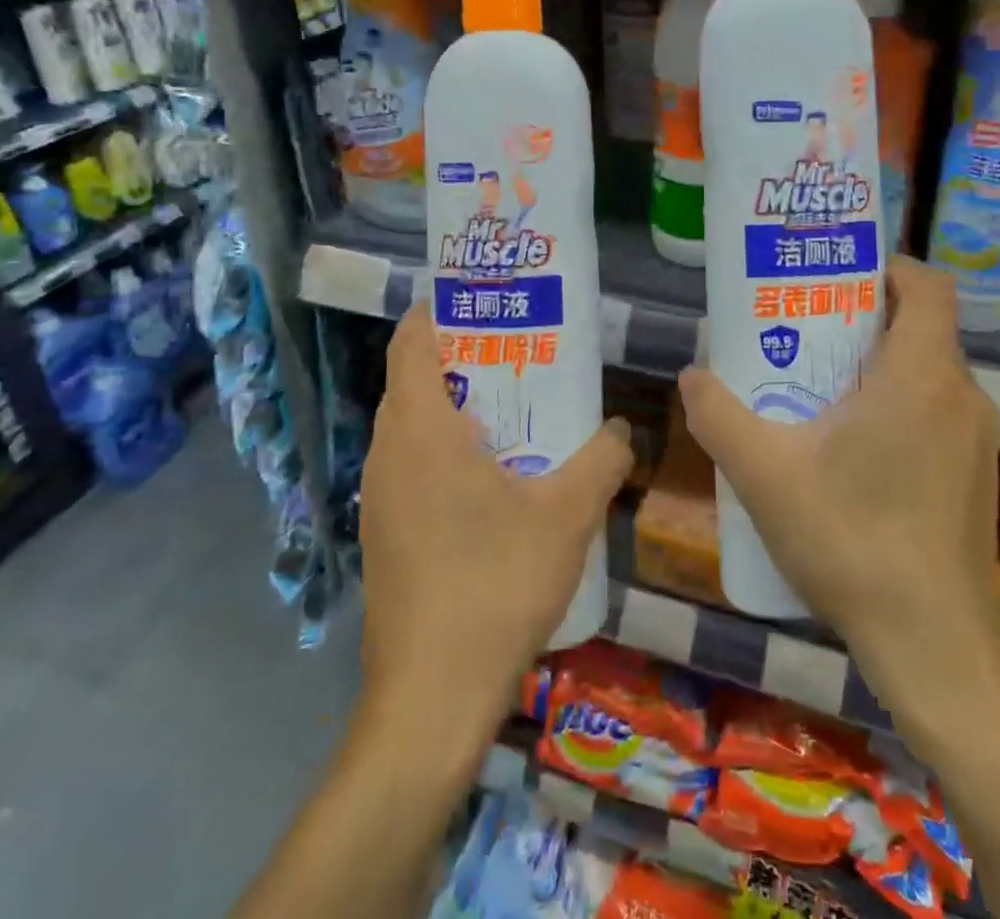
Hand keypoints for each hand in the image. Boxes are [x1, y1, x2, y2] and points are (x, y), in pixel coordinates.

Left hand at [358, 303, 631, 723]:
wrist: (430, 697)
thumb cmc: (494, 584)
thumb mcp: (567, 514)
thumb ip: (603, 458)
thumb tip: (622, 427)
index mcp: (421, 430)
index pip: (411, 342)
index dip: (441, 312)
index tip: (486, 303)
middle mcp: (388, 454)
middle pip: (413, 380)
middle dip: (462, 358)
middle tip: (520, 355)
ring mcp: (378, 498)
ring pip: (411, 427)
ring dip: (455, 409)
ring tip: (514, 411)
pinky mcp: (383, 535)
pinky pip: (410, 467)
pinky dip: (445, 451)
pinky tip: (494, 481)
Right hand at [677, 256, 999, 742]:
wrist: (936, 648)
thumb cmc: (853, 543)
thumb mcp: (765, 475)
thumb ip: (719, 417)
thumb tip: (692, 375)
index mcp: (922, 375)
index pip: (925, 285)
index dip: (885, 266)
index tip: (834, 275)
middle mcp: (962, 395)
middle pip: (919, 326)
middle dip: (861, 316)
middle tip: (802, 328)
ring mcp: (976, 439)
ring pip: (926, 371)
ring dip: (876, 364)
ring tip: (815, 385)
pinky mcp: (975, 474)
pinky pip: (935, 411)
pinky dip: (895, 403)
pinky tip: (847, 447)